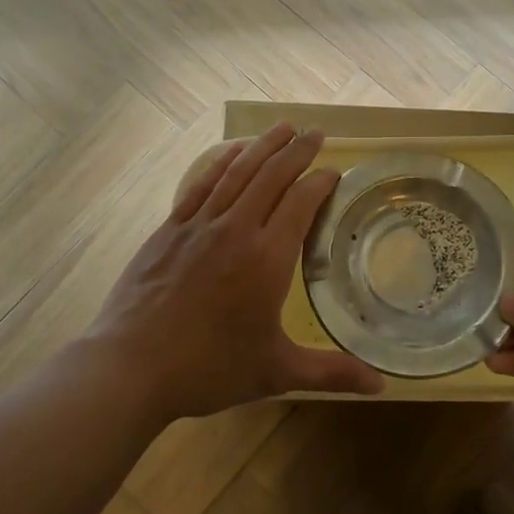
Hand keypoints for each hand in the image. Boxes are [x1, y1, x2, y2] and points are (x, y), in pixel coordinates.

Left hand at [84, 124, 385, 422]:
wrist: (131, 366)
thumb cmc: (209, 368)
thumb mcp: (276, 372)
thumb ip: (330, 371)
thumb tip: (381, 387)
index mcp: (267, 258)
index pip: (302, 203)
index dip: (321, 181)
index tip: (334, 171)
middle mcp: (236, 229)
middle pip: (272, 176)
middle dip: (297, 150)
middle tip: (316, 132)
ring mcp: (199, 224)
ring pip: (237, 172)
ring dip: (262, 146)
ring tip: (282, 127)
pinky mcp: (170, 228)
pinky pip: (201, 184)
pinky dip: (220, 162)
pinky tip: (231, 153)